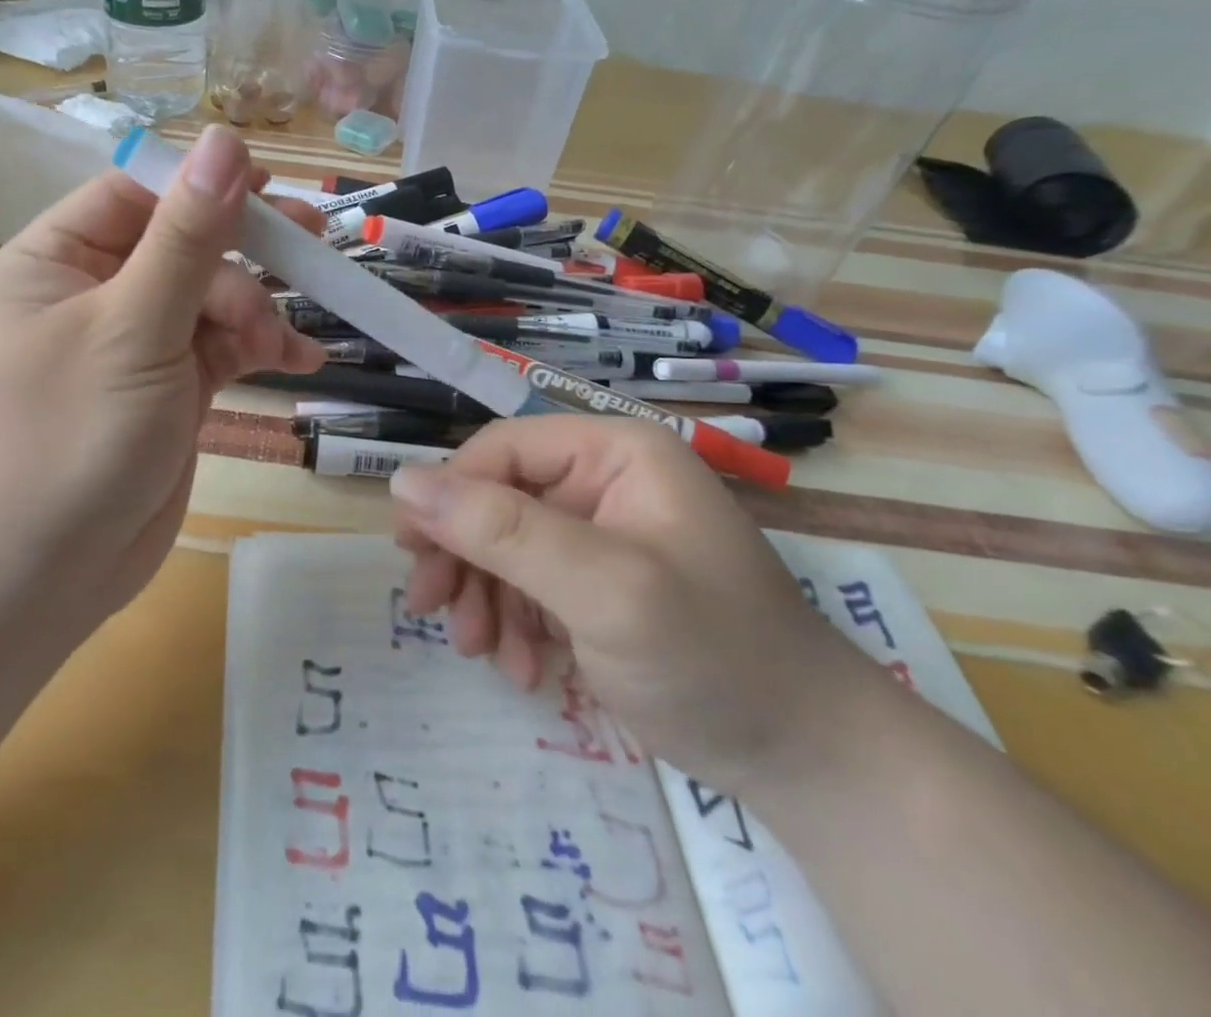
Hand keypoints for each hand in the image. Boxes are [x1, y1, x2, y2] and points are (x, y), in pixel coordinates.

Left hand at [0, 125, 324, 626]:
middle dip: (242, 254)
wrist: (33, 580)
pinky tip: (299, 358)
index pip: (136, 195)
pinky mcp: (164, 393)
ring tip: (285, 343)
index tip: (269, 188)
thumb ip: (187, 236)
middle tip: (311, 242)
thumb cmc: (68, 438)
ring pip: (208, 300)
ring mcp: (131, 347)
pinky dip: (257, 350)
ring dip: (255, 312)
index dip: (202, 186)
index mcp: (56, 262)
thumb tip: (225, 140)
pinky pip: (217, 351)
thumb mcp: (134, 327)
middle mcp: (91, 296)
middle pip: (181, 246)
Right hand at [390, 416, 877, 796]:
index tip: (409, 551)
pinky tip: (524, 669)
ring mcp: (602, 533)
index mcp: (614, 451)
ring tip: (479, 650)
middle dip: (462, 555)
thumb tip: (402, 481)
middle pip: (497, 497)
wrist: (807, 761)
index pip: (501, 449)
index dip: (448, 493)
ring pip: (505, 545)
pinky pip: (530, 585)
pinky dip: (514, 623)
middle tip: (430, 609)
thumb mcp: (602, 588)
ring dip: (483, 596)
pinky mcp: (599, 583)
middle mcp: (604, 480)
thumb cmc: (712, 656)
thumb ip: (502, 530)